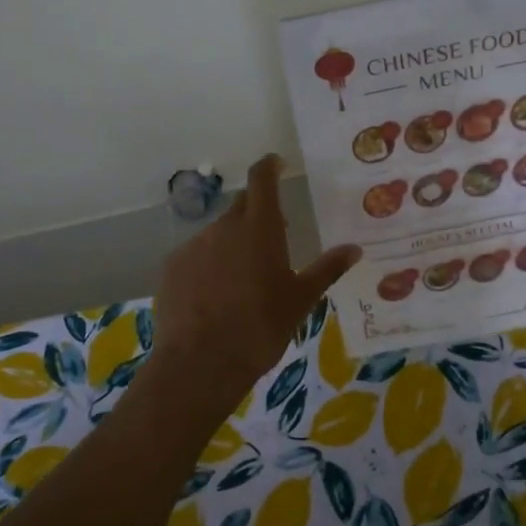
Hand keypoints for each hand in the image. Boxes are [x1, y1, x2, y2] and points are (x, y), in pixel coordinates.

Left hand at [153, 155, 360, 398]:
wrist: (201, 362)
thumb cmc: (261, 327)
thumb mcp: (301, 300)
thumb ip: (327, 269)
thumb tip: (354, 249)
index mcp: (260, 228)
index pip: (262, 178)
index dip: (269, 166)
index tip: (277, 164)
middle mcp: (224, 227)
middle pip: (242, 207)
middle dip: (257, 216)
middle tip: (272, 242)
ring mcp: (194, 246)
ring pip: (218, 234)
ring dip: (232, 245)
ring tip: (242, 281)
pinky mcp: (172, 267)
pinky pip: (196, 256)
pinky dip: (208, 265)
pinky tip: (214, 296)